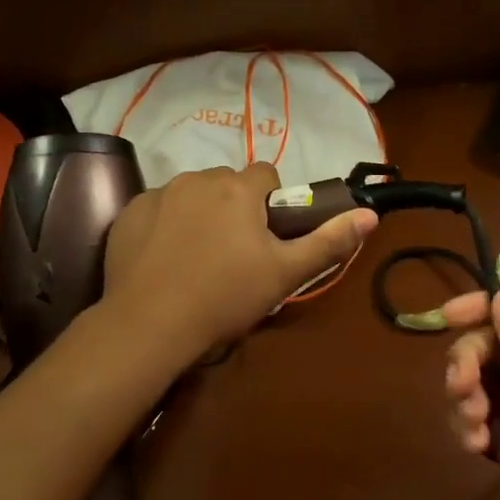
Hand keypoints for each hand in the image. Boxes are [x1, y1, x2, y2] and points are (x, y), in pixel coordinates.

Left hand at [104, 163, 376, 359]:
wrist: (151, 324)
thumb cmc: (226, 296)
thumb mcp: (285, 273)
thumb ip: (329, 241)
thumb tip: (369, 215)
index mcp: (238, 188)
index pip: (266, 175)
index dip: (271, 204)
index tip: (267, 238)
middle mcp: (198, 178)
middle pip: (228, 183)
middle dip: (235, 206)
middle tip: (235, 253)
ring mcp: (159, 193)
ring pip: (192, 193)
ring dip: (201, 212)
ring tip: (198, 258)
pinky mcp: (130, 212)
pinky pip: (159, 208)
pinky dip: (166, 224)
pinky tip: (165, 260)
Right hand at [442, 291, 499, 499]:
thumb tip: (498, 299)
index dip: (480, 307)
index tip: (449, 316)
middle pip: (483, 345)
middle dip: (465, 358)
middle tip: (463, 385)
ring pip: (471, 384)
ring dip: (461, 394)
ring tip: (475, 421)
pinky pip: (472, 426)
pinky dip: (464, 429)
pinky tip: (476, 445)